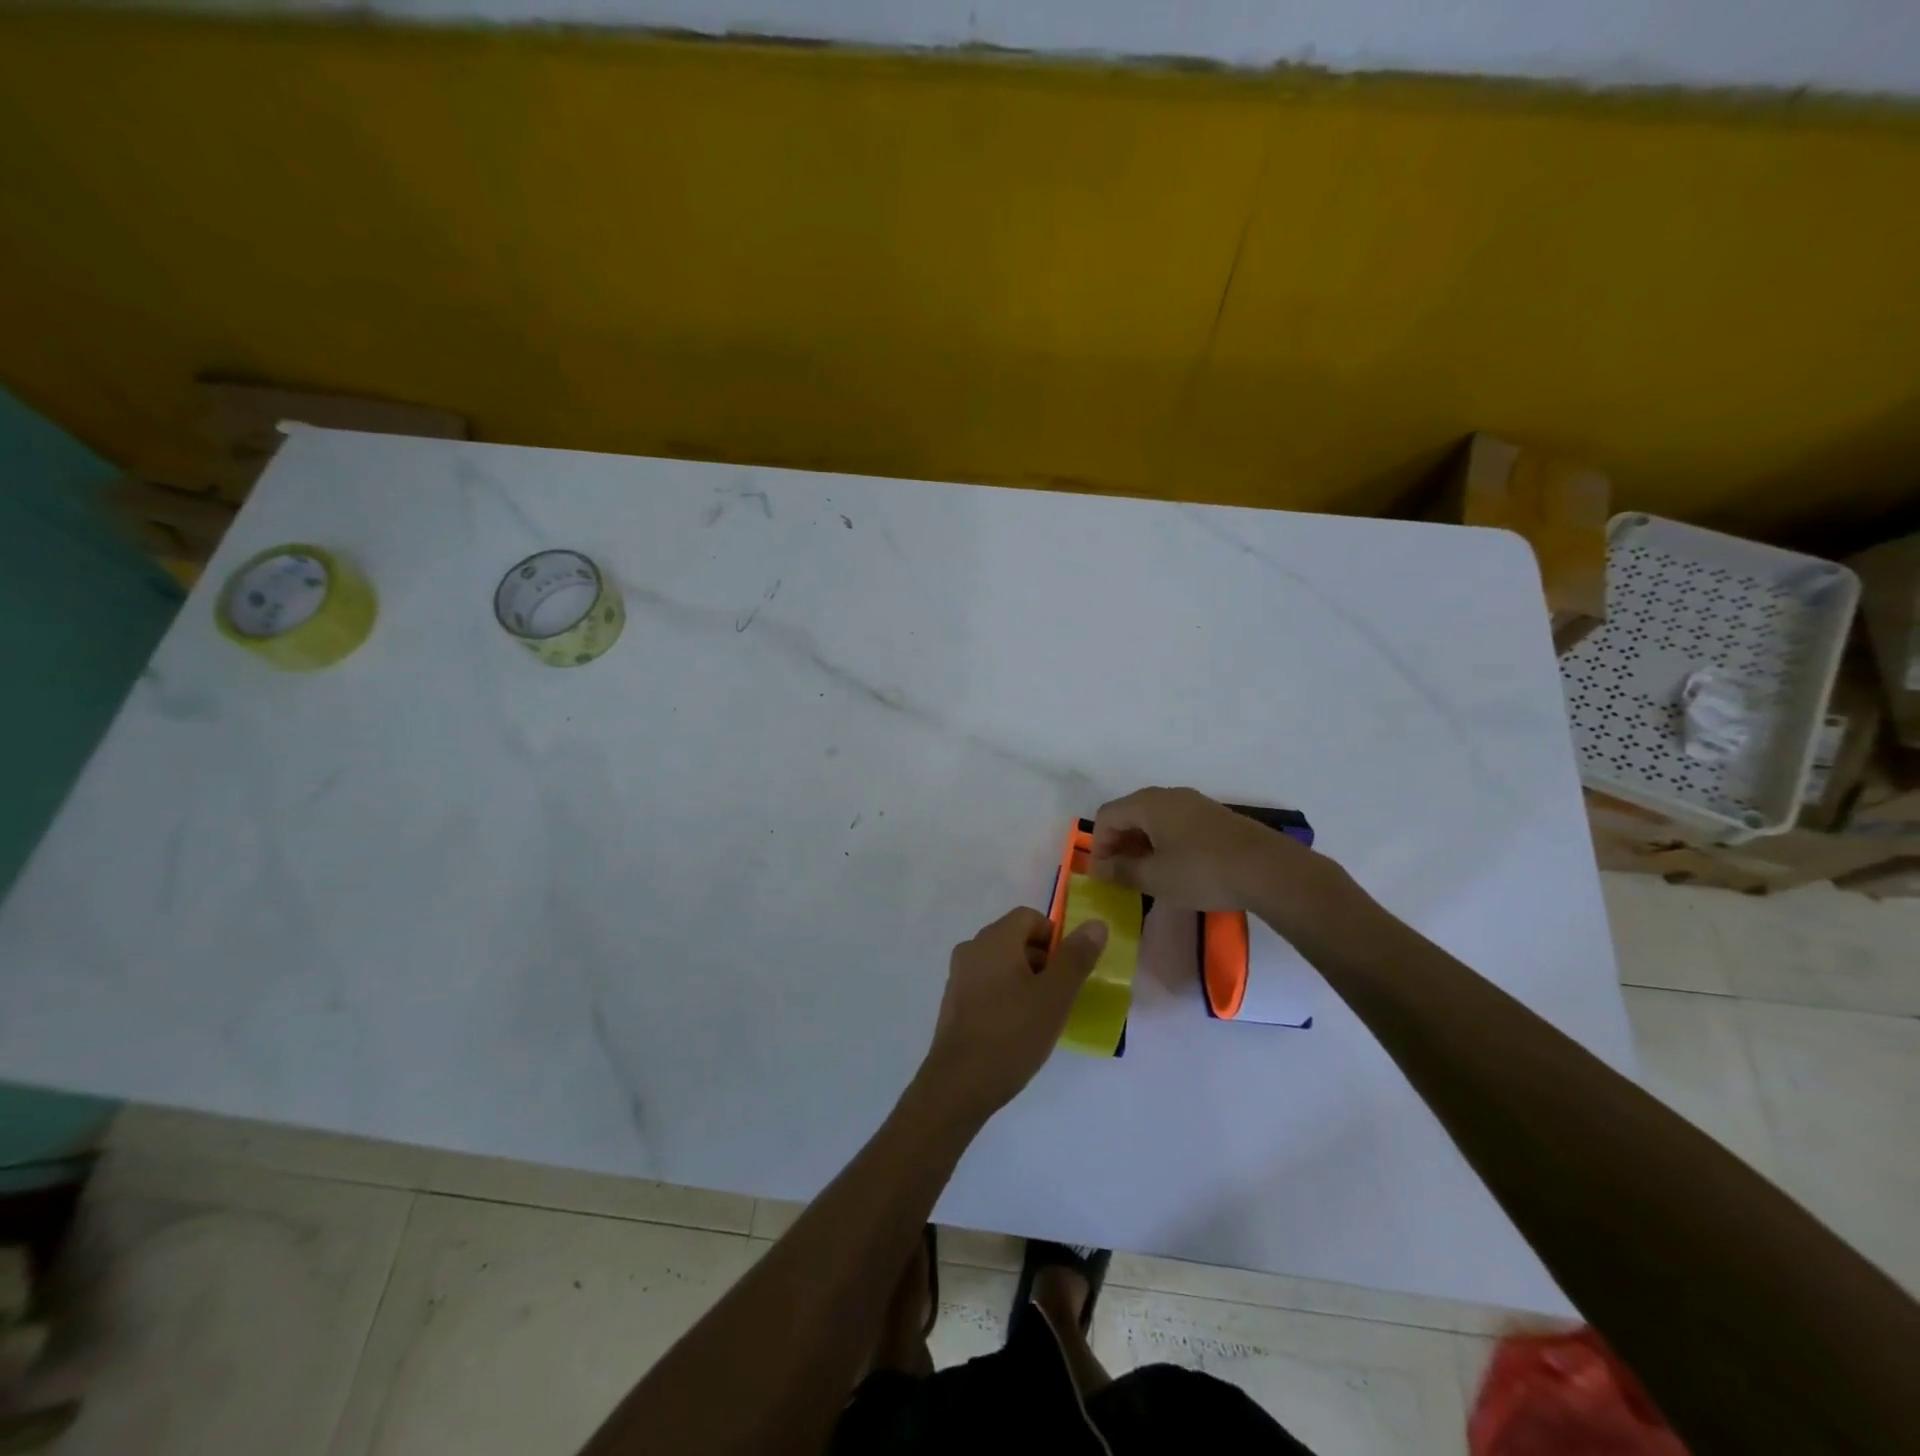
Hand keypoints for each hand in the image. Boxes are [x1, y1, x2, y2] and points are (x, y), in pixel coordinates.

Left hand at [920, 908, 1108, 1118]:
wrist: (959, 1084)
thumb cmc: (1012, 1034)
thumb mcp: (1055, 996)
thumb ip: (1076, 957)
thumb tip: (1096, 924)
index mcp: (995, 939)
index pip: (1029, 917)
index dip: (1055, 938)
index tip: (1069, 971)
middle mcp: (972, 948)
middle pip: (1015, 938)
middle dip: (1043, 961)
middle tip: (1060, 996)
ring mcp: (959, 975)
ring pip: (1002, 963)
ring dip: (1026, 980)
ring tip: (1042, 1016)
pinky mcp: (954, 1001)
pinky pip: (987, 984)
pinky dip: (1006, 995)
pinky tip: (1017, 1029)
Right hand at [1089, 786, 1301, 910]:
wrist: (1268, 869)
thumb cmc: (1201, 871)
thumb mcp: (1154, 877)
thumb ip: (1121, 871)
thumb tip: (1098, 868)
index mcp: (1147, 804)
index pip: (1106, 816)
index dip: (1098, 844)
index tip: (1104, 874)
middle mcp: (1168, 795)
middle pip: (1129, 814)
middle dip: (1119, 844)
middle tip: (1122, 876)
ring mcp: (1194, 803)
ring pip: (1154, 819)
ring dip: (1142, 845)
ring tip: (1148, 875)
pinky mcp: (1214, 817)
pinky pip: (1176, 824)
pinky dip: (1165, 843)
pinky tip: (1177, 869)